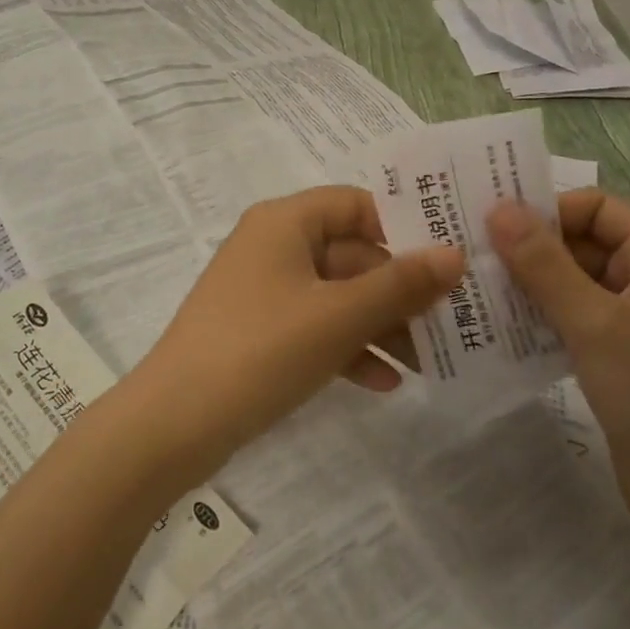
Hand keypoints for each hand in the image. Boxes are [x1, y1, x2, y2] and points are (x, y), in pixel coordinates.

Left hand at [124, 187, 464, 486]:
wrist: (174, 425)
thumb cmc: (261, 350)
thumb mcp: (339, 316)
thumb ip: (400, 285)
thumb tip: (456, 254)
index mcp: (285, 222)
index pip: (356, 203)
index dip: (403, 226)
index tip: (448, 259)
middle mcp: (273, 246)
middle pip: (351, 254)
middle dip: (399, 290)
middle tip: (451, 320)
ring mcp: (264, 292)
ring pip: (337, 296)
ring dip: (380, 325)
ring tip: (428, 361)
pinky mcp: (259, 332)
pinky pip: (316, 328)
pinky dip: (349, 348)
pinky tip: (385, 384)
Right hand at [489, 190, 629, 554]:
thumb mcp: (596, 322)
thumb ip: (543, 264)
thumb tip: (498, 208)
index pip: (596, 208)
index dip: (547, 211)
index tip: (492, 226)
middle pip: (581, 245)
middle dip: (529, 251)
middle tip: (469, 258)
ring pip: (572, 287)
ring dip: (528, 288)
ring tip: (473, 291)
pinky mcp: (620, 362)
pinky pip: (573, 324)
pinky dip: (539, 322)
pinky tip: (498, 331)